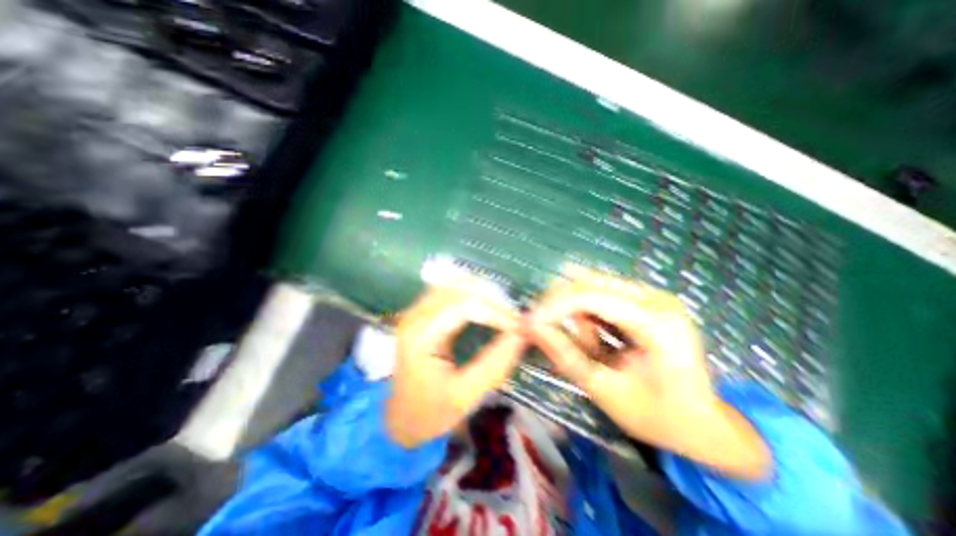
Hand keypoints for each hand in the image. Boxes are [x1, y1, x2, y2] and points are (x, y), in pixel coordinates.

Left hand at [383, 286, 526, 447]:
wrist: (401, 417)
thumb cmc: (430, 411)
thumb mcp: (464, 396)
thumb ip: (493, 365)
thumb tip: (521, 336)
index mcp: (420, 336)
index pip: (463, 306)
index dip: (495, 311)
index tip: (518, 325)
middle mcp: (415, 315)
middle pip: (458, 289)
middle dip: (491, 298)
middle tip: (514, 316)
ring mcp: (416, 311)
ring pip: (453, 284)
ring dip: (482, 291)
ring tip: (504, 308)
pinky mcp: (422, 312)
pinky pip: (449, 290)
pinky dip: (471, 292)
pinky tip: (485, 302)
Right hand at [525, 269, 770, 479]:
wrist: (707, 425)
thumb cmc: (658, 416)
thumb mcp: (603, 389)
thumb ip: (564, 355)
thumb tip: (531, 328)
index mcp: (656, 323)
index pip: (590, 297)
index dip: (553, 306)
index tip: (529, 321)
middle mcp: (656, 299)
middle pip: (590, 284)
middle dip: (559, 304)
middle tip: (539, 326)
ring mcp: (654, 296)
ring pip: (594, 286)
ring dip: (575, 311)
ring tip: (585, 345)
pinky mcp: (647, 300)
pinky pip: (604, 294)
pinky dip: (588, 313)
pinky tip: (594, 336)